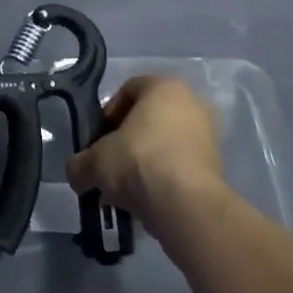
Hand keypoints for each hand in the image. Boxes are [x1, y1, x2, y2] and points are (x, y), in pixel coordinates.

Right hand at [65, 75, 227, 234]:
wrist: (185, 205)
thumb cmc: (138, 162)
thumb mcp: (94, 161)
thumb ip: (80, 163)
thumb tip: (77, 173)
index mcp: (164, 87)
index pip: (128, 89)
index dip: (107, 113)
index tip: (96, 139)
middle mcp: (192, 104)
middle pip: (148, 118)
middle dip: (125, 141)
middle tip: (108, 164)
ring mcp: (208, 135)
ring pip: (164, 144)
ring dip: (143, 162)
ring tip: (123, 189)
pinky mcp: (215, 166)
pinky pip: (179, 166)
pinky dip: (161, 178)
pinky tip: (144, 199)